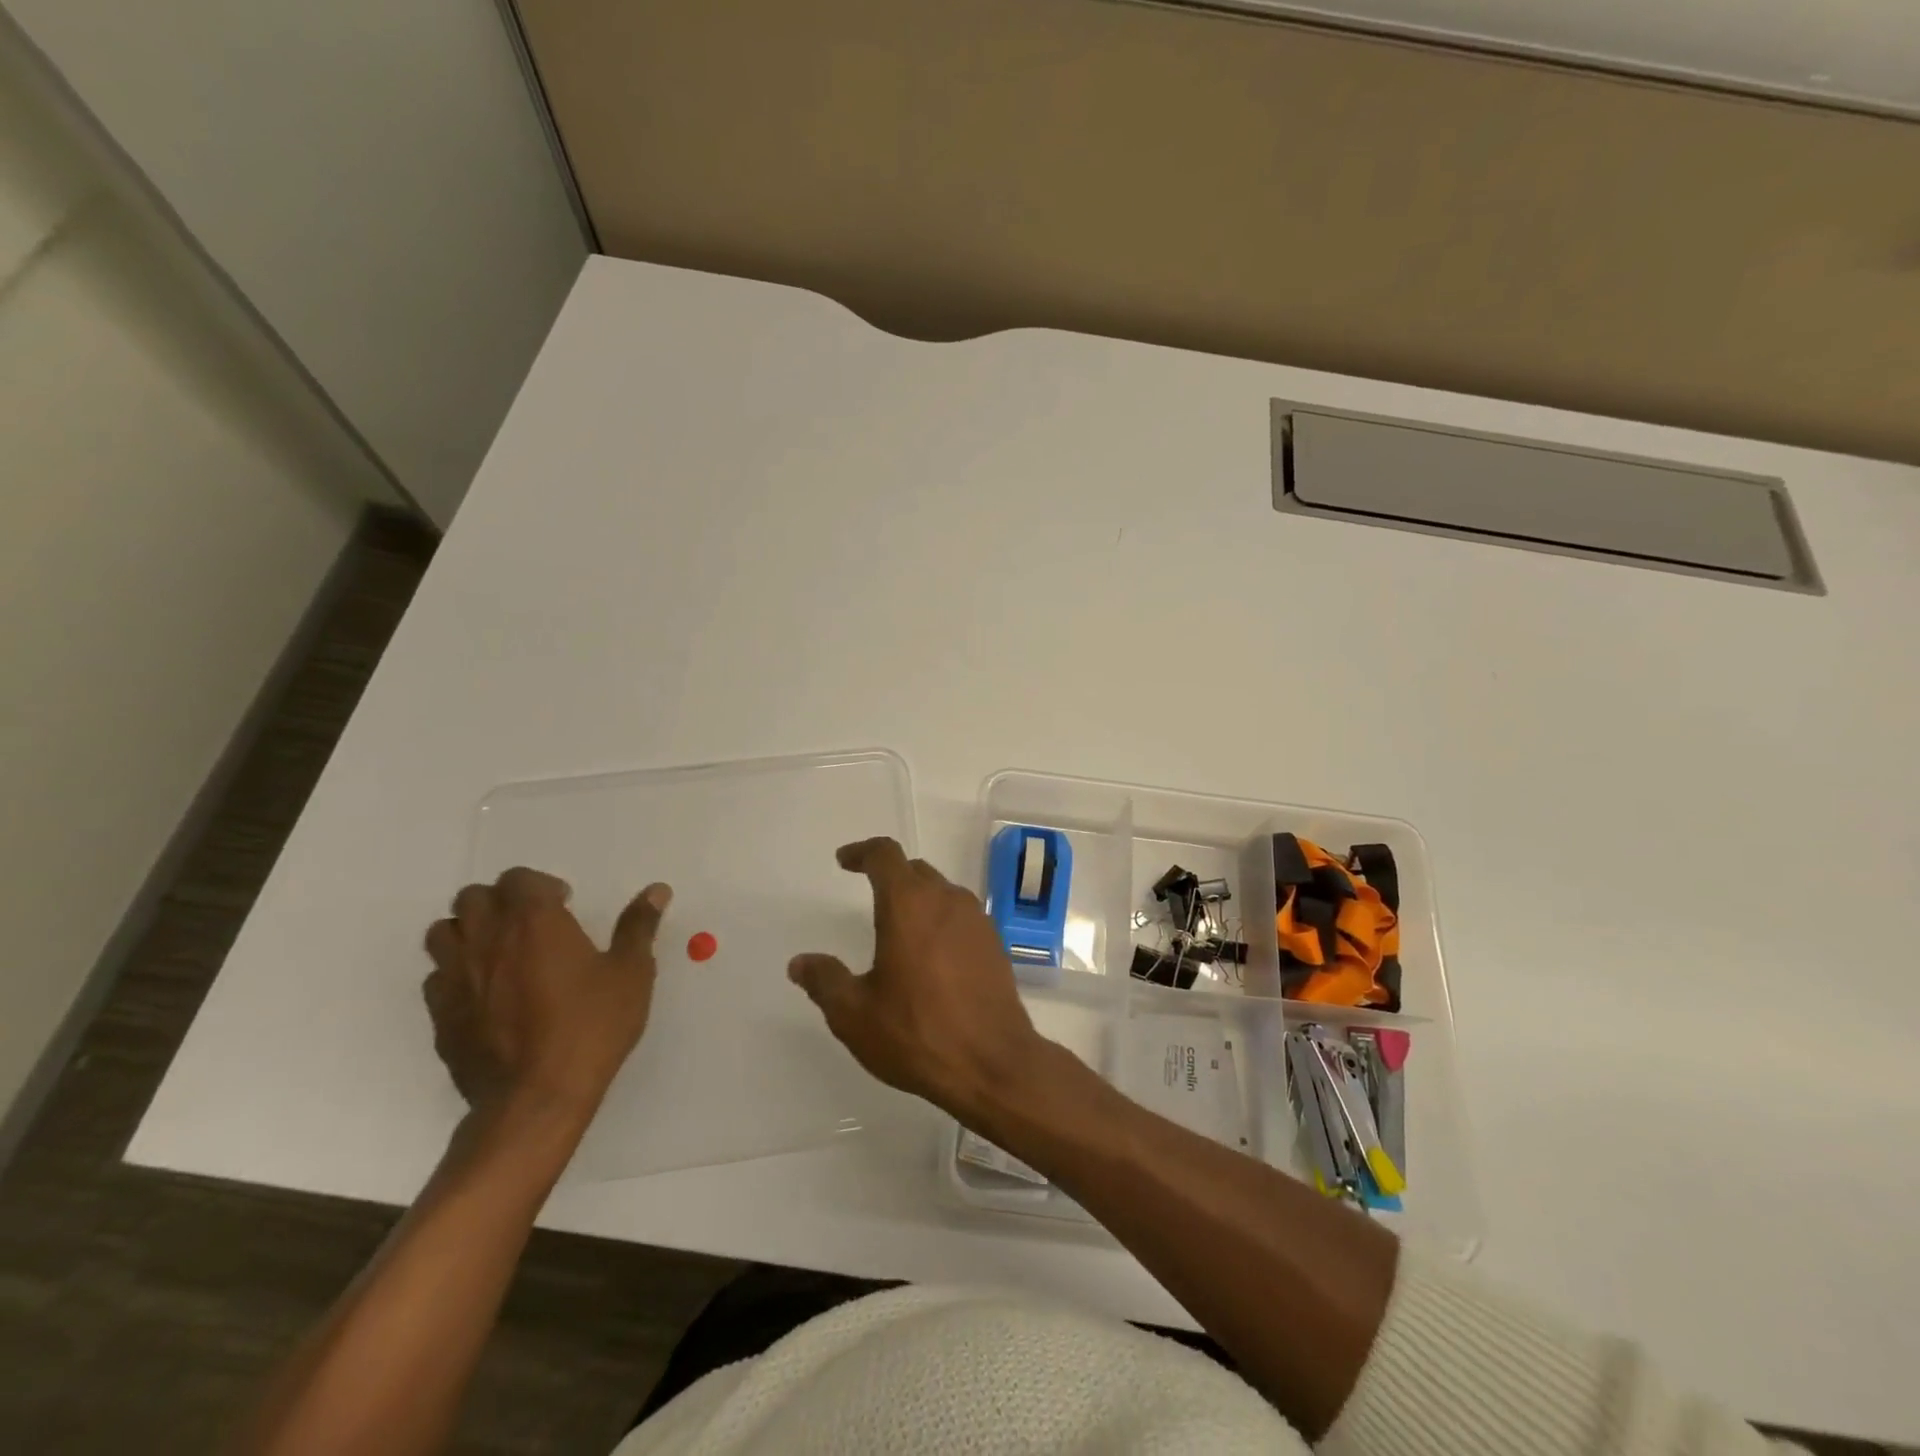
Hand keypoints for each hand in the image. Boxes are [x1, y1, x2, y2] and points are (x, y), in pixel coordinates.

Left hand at [423, 868, 669, 1122]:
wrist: (536, 1098)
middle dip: (500, 902)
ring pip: (444, 933)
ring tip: (502, 953)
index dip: (541, 886)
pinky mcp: (440, 1015)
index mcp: (534, 921)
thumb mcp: (631, 973)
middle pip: (473, 898)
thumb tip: (657, 891)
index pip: (519, 879)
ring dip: (469, 932)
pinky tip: (486, 994)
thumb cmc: (591, 1026)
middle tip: (531, 925)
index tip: (565, 906)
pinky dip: (456, 973)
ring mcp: (456, 978)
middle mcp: (487, 939)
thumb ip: (638, 927)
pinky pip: (436, 977)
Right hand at [787, 837, 1045, 1120]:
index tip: (844, 861)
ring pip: (941, 892)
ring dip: (918, 899)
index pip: (884, 855)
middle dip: (889, 875)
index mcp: (908, 904)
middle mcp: (946, 900)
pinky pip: (960, 917)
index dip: (861, 852)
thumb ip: (825, 981)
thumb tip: (800, 963)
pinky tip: (931, 956)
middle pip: (915, 871)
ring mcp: (976, 920)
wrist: (993, 1064)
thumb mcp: (854, 1014)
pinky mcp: (994, 943)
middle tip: (868, 892)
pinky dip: (940, 922)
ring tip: (899, 928)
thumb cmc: (917, 1033)